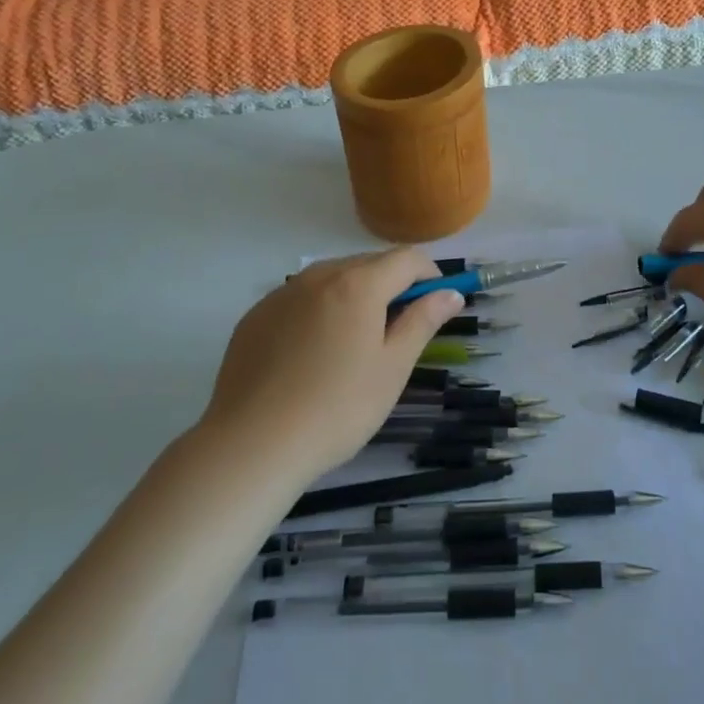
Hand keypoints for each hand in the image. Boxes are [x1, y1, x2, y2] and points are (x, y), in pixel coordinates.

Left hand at [200, 250, 463, 479]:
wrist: (253, 445)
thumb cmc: (338, 408)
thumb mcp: (392, 368)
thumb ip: (423, 321)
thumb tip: (451, 293)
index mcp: (358, 284)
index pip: (406, 259)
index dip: (429, 275)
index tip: (436, 303)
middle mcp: (319, 276)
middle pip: (368, 264)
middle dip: (392, 285)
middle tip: (398, 330)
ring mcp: (282, 294)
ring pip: (332, 279)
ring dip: (354, 295)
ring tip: (355, 343)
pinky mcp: (256, 316)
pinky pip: (300, 299)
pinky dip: (319, 310)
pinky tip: (313, 354)